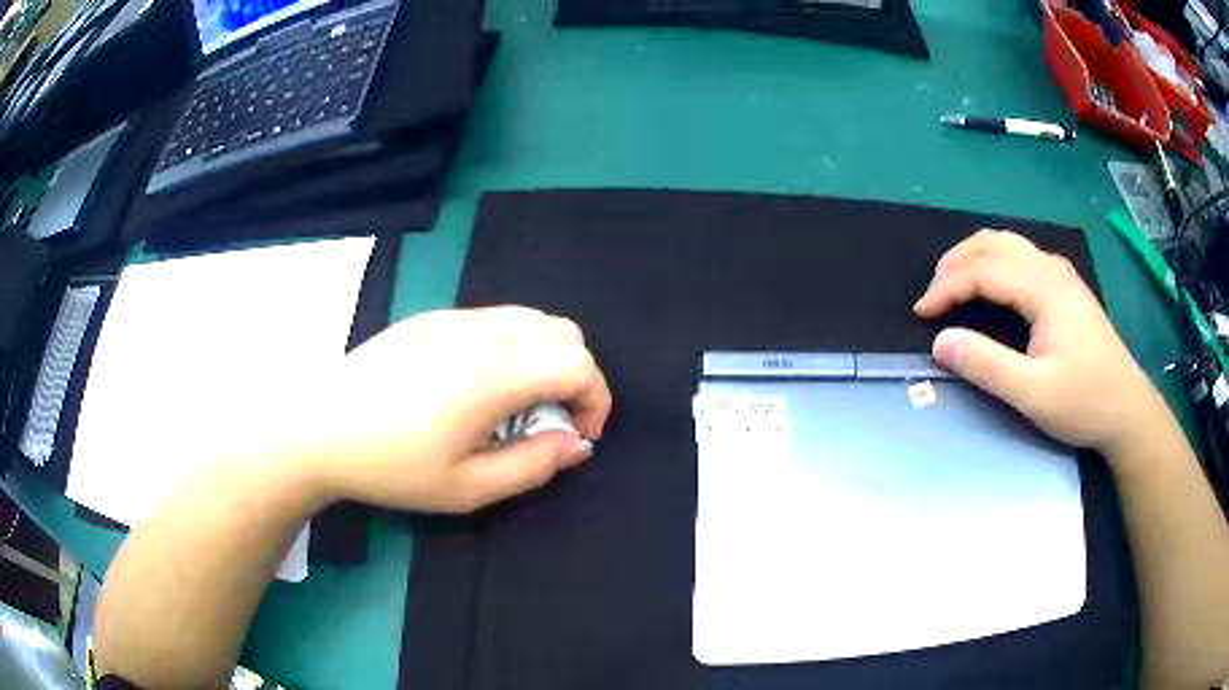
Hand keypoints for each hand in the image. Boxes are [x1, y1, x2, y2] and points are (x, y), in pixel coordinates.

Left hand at [287, 307, 611, 512]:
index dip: (596, 400)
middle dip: (577, 375)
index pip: (578, 363)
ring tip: (519, 401)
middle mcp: (481, 332)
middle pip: (563, 331)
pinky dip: (515, 344)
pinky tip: (479, 382)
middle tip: (552, 419)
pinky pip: (496, 317)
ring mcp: (454, 316)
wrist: (318, 427)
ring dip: (546, 356)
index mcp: (493, 374)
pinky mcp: (432, 315)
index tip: (579, 435)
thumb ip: (533, 465)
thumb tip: (577, 445)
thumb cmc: (391, 466)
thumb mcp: (466, 488)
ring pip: (531, 317)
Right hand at [913, 229, 1166, 460]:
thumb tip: (941, 342)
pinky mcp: (1065, 287)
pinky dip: (992, 264)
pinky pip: (1019, 257)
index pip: (983, 270)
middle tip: (931, 297)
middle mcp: (1050, 267)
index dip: (946, 288)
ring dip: (973, 259)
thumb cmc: (1085, 401)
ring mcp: (1060, 274)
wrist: (1127, 409)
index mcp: (1044, 286)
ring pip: (1006, 245)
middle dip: (954, 264)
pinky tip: (988, 287)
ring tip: (951, 286)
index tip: (921, 314)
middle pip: (992, 243)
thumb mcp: (1034, 394)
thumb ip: (986, 365)